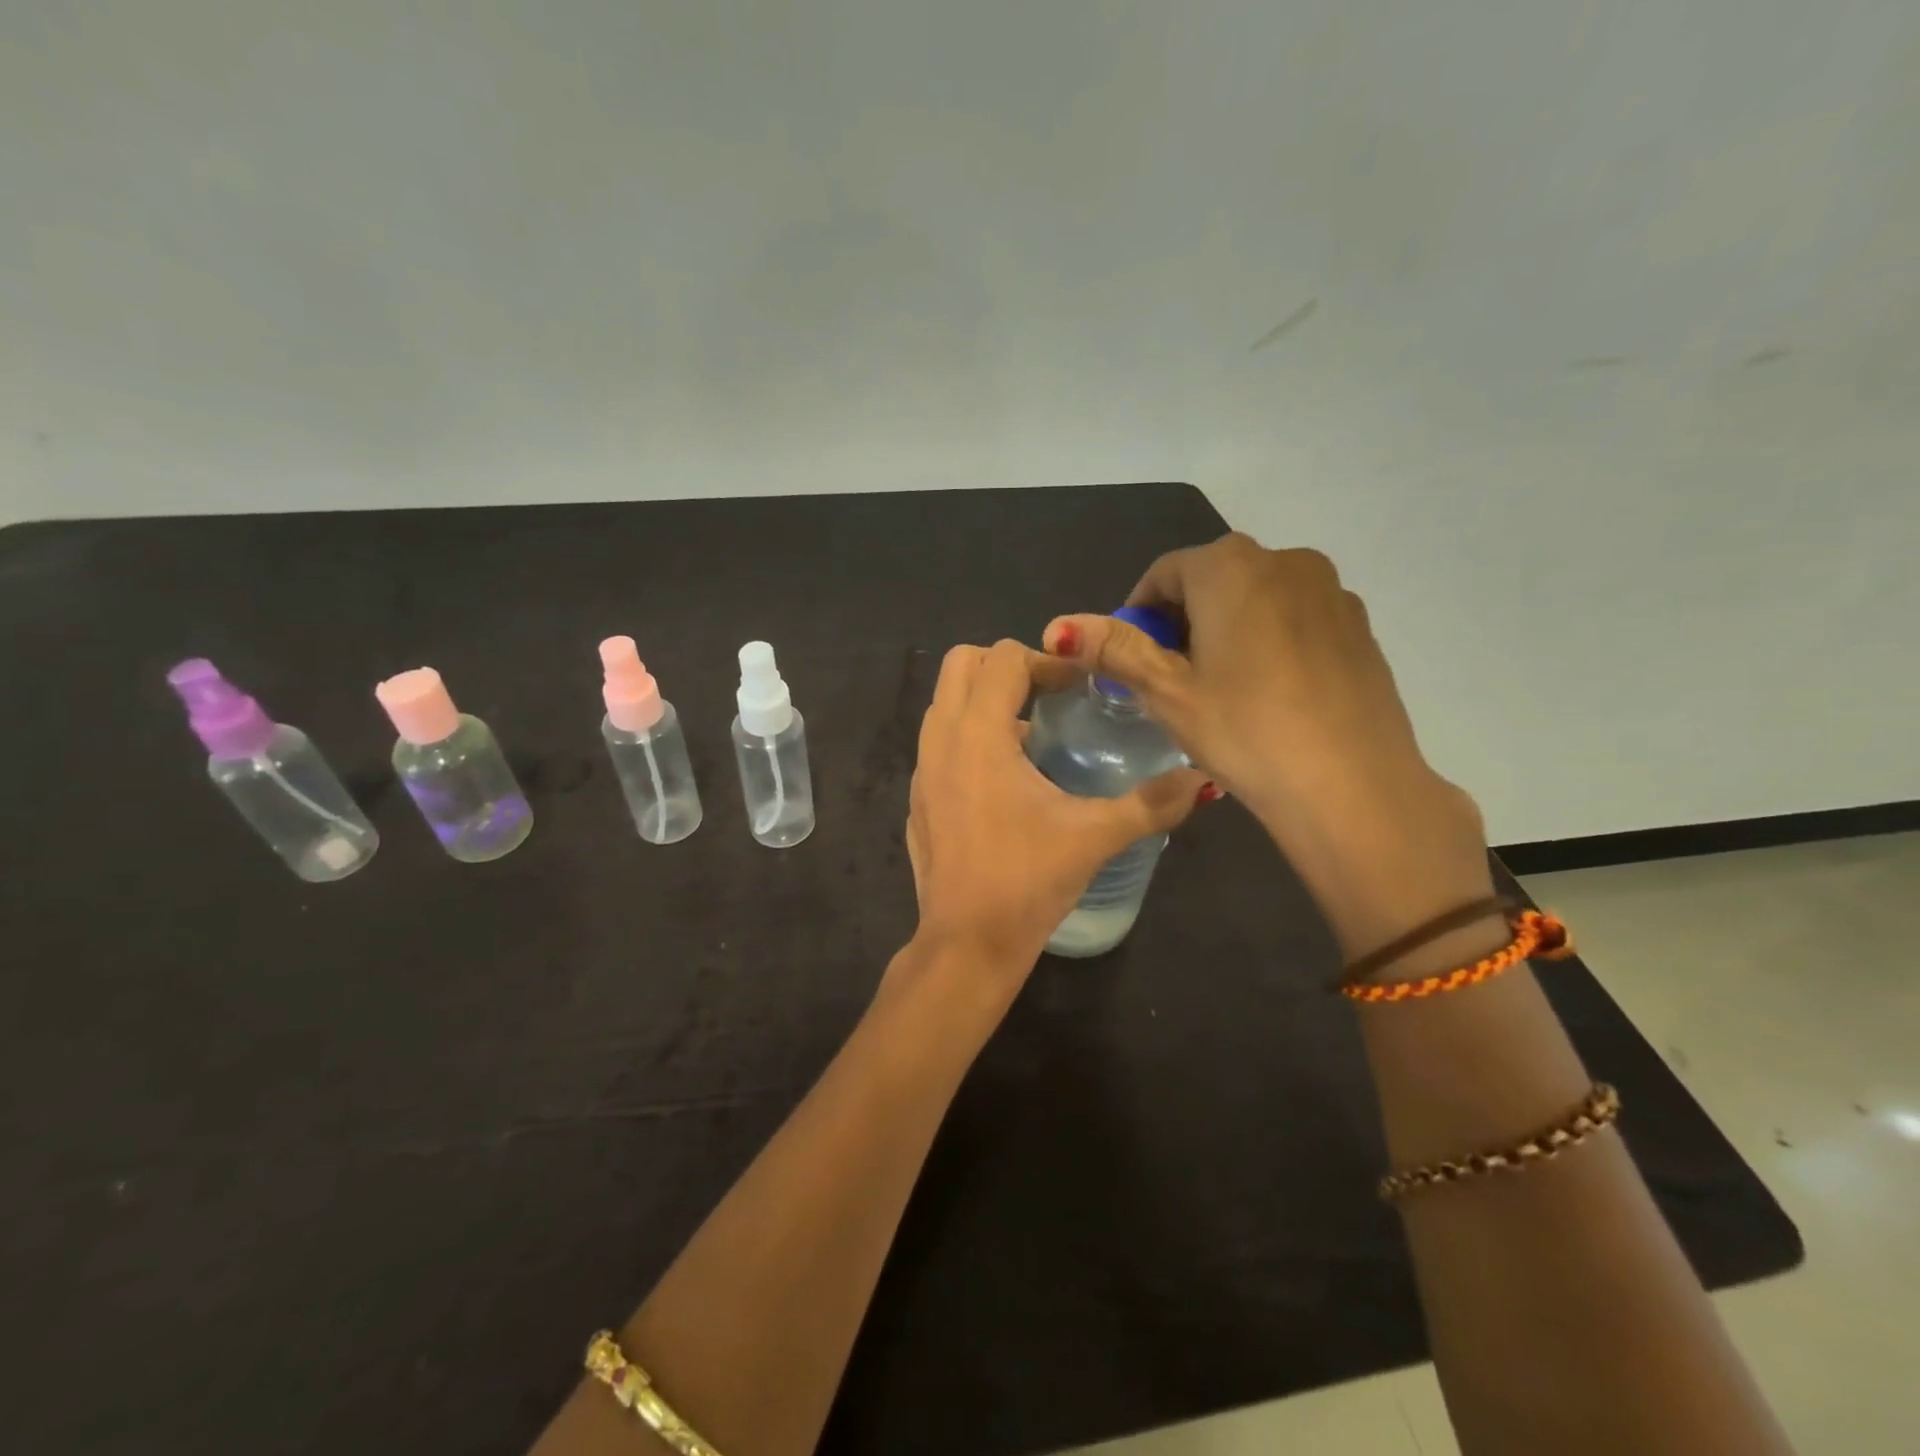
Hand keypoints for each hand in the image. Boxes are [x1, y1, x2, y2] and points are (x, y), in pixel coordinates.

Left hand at [903, 640, 1207, 990]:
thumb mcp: (1095, 836)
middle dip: (1006, 666)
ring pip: (944, 703)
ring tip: (1032, 736)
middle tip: (1050, 696)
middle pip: (961, 665)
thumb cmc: (1026, 881)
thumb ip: (1152, 803)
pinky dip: (969, 737)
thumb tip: (1204, 781)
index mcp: (978, 734)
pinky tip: (1005, 781)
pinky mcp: (918, 799)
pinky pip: (938, 743)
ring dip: (985, 701)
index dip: (1046, 661)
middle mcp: (940, 740)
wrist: (966, 944)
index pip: (1002, 658)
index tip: (1079, 688)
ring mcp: (921, 771)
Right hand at [1043, 534, 1492, 955]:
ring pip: (1257, 597)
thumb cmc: (1244, 731)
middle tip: (1172, 678)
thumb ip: (1114, 649)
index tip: (1132, 660)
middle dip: (1182, 619)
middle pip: (1212, 579)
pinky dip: (1270, 639)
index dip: (1138, 614)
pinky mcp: (1359, 625)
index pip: (1164, 573)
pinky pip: (1296, 617)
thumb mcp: (1167, 692)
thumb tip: (1058, 626)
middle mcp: (1285, 560)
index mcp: (1230, 566)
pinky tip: (1270, 693)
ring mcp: (1331, 591)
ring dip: (1227, 627)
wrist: (1352, 785)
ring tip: (1221, 687)